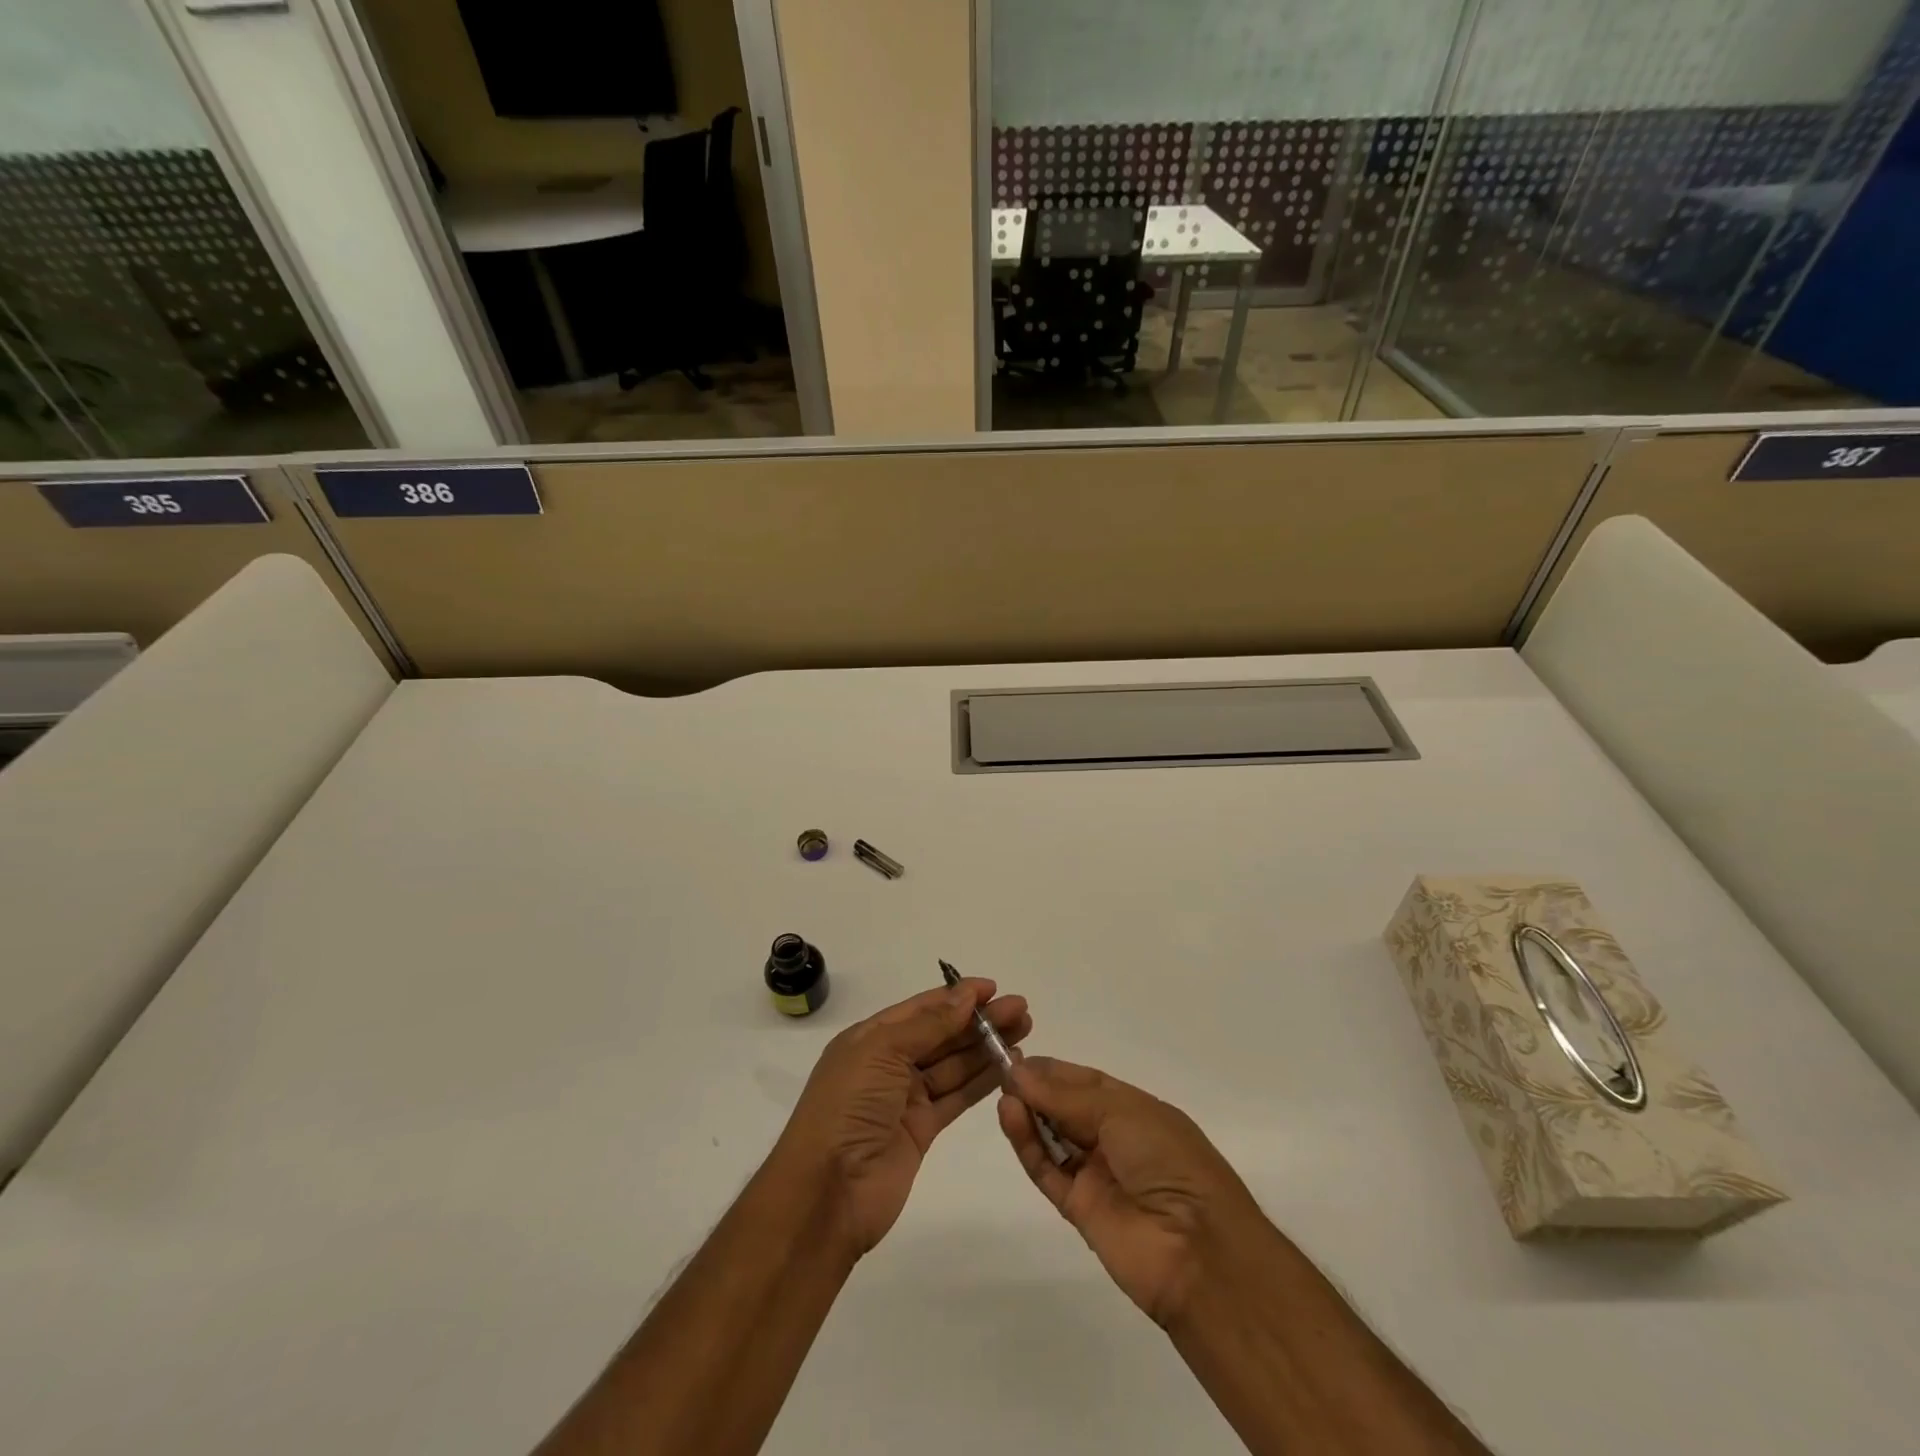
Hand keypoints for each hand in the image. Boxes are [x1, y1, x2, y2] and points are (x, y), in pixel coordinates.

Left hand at [774, 980, 1030, 1258]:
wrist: (828, 1191)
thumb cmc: (849, 1106)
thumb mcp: (882, 1051)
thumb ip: (928, 1024)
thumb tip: (965, 995)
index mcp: (870, 1038)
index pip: (921, 1009)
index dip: (956, 996)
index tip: (993, 987)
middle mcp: (888, 1063)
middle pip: (942, 1034)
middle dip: (979, 1020)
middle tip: (1021, 1009)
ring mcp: (905, 1098)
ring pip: (954, 1064)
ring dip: (986, 1047)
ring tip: (1024, 1030)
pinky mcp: (922, 1129)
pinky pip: (956, 1097)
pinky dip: (982, 1081)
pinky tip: (1008, 1067)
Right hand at [999, 1057, 1268, 1327]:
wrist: (1197, 1251)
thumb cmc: (1168, 1161)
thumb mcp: (1122, 1113)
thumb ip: (1066, 1097)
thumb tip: (1020, 1072)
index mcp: (1138, 1111)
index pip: (1088, 1083)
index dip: (1054, 1071)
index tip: (1018, 1057)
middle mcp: (1117, 1140)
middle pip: (1068, 1109)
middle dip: (1037, 1089)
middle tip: (1002, 1071)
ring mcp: (1098, 1176)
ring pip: (1054, 1138)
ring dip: (1029, 1114)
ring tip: (1001, 1092)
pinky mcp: (1080, 1210)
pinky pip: (1048, 1171)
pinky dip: (1027, 1145)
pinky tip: (1009, 1117)